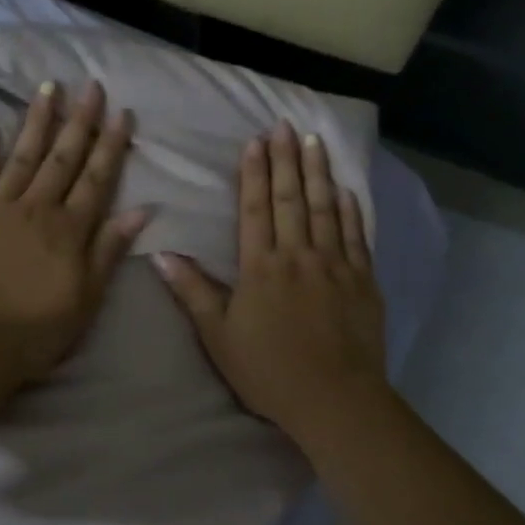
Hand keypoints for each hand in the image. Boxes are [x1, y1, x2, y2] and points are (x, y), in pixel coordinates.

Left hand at [0, 80, 148, 390]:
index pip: (96, 179)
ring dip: (38, 121)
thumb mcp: (87, 299)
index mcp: (69, 231)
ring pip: (23, 156)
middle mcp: (36, 209)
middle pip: (62, 158)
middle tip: (91, 86)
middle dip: (79, 121)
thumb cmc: (36, 331)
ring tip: (49, 88)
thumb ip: (109, 250)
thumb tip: (143, 210)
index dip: (111, 145)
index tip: (122, 113)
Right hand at [153, 122, 387, 441]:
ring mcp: (335, 265)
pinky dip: (351, 210)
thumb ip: (194, 293)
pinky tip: (347, 190)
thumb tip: (162, 256)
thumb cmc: (269, 372)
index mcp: (261, 267)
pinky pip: (357, 236)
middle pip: (291, 199)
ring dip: (319, 173)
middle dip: (286, 159)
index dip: (254, 173)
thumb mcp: (219, 337)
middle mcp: (299, 255)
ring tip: (315, 141)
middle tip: (285, 125)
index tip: (255, 141)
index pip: (255, 208)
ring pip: (326, 208)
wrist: (334, 399)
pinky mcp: (363, 281)